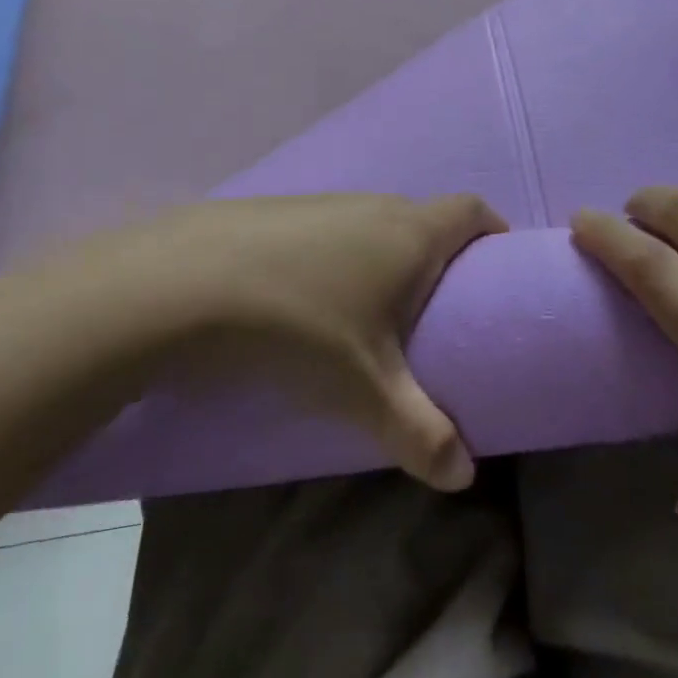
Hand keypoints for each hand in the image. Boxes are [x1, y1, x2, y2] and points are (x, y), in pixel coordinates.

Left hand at [11, 194, 506, 491]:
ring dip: (383, 257)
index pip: (471, 210)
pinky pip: (327, 230)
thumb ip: (420, 432)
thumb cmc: (298, 328)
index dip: (491, 231)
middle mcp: (371, 204)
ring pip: (371, 223)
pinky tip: (308, 300)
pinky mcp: (275, 212)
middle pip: (423, 217)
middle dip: (438, 256)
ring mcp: (320, 202)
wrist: (182, 286)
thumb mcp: (365, 390)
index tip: (496, 269)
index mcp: (408, 232)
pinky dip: (335, 257)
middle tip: (437, 310)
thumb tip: (464, 475)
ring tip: (372, 312)